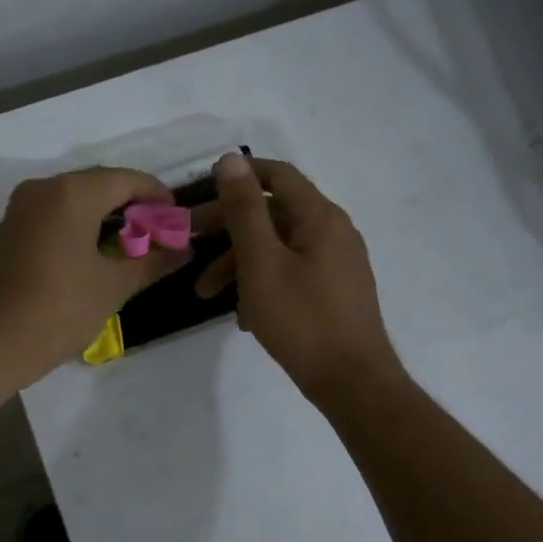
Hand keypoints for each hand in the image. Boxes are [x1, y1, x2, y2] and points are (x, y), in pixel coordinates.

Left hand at [0, 166, 191, 386]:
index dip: (157, 196)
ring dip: (105, 214)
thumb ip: (152, 261)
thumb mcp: (113, 286)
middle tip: (158, 233)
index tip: (177, 218)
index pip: (127, 180)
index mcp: (73, 193)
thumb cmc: (60, 309)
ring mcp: (22, 206)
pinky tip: (95, 250)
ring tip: (131, 244)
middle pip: (99, 183)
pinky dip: (79, 223)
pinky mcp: (10, 227)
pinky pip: (54, 212)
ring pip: (74, 197)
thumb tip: (184, 250)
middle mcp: (44, 188)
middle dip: (132, 204)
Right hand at [195, 154, 401, 404]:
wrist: (352, 382)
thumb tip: (230, 159)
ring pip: (279, 248)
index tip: (201, 190)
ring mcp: (337, 263)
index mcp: (320, 217)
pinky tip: (244, 316)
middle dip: (228, 230)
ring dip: (240, 264)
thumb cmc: (301, 319)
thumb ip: (244, 210)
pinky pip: (291, 273)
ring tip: (207, 295)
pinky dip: (263, 284)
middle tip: (190, 245)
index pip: (278, 176)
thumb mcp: (261, 263)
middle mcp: (333, 232)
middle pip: (274, 214)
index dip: (239, 176)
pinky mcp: (334, 291)